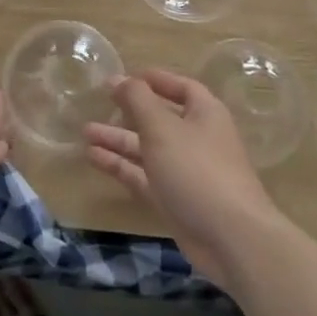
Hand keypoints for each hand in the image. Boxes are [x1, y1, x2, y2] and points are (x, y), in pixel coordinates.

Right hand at [83, 69, 288, 287]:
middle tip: (98, 103)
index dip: (154, 80)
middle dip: (129, 112)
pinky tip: (93, 158)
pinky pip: (144, 176)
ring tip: (85, 132)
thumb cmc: (197, 169)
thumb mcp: (162, 127)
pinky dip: (121, 167)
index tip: (125, 77)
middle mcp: (197, 138)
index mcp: (204, 113)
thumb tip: (118, 78)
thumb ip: (137, 99)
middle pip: (160, 119)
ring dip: (119, 140)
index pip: (180, 86)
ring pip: (148, 149)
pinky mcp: (175, 200)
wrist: (231, 238)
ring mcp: (185, 172)